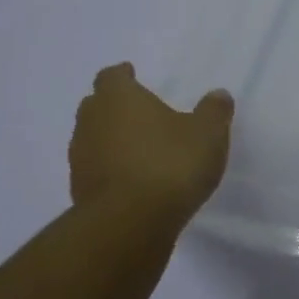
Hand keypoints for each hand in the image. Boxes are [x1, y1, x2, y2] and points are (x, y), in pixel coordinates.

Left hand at [70, 63, 233, 217]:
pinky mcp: (80, 192)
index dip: (123, 75)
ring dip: (111, 140)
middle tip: (139, 112)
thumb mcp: (208, 133)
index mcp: (119, 98)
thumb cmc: (170, 164)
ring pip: (92, 138)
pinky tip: (133, 180)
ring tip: (138, 148)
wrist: (129, 224)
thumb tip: (218, 95)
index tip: (132, 74)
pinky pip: (96, 170)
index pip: (112, 76)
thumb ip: (213, 111)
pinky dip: (110, 169)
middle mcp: (92, 122)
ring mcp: (80, 159)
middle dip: (114, 106)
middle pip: (96, 105)